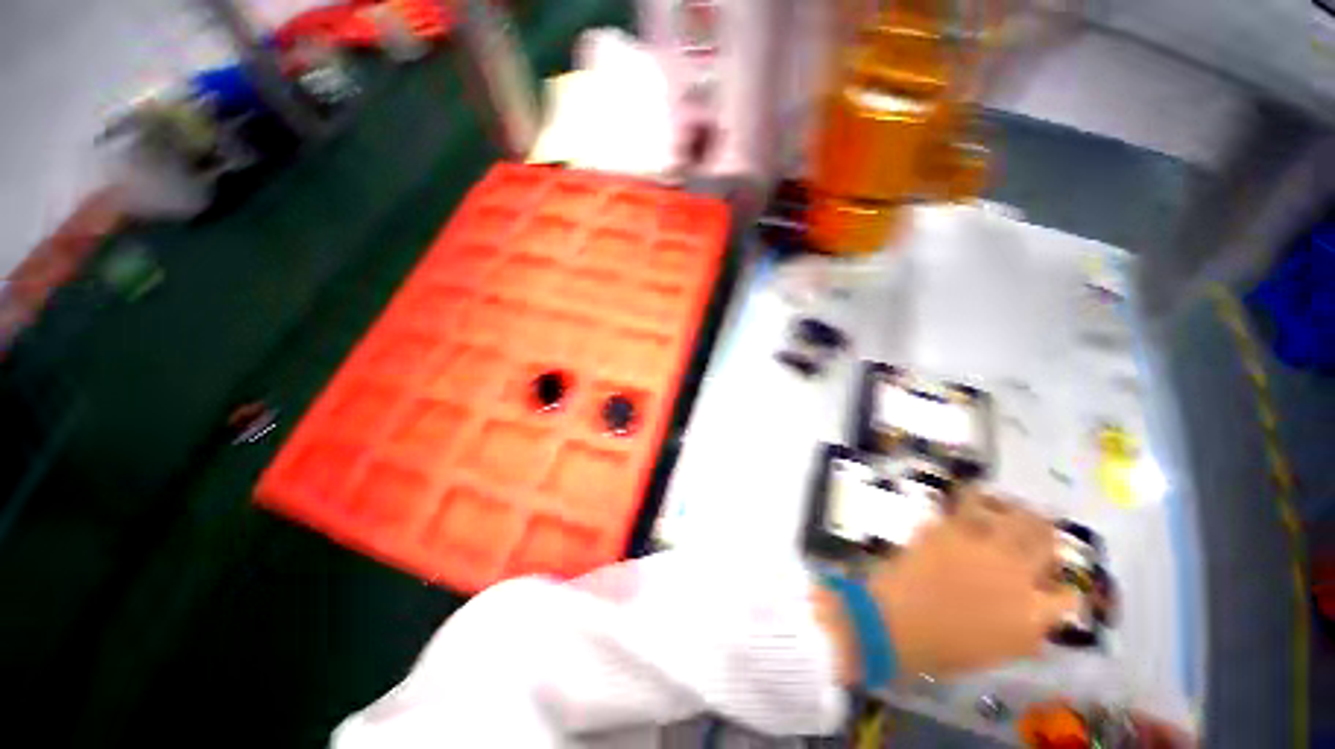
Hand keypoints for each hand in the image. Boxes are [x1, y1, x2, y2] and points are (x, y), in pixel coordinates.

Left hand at [872, 489, 1077, 677]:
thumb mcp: (999, 651)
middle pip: (1046, 542)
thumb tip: (1039, 613)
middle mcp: (1017, 573)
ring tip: (1013, 505)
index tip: (1057, 584)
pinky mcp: (948, 527)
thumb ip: (1026, 629)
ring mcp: (982, 545)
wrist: (897, 620)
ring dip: (1017, 510)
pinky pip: (968, 504)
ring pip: (1015, 515)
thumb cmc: (945, 648)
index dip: (1065, 590)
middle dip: (1047, 534)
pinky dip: (976, 498)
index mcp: (1034, 613)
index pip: (1068, 596)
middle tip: (1042, 527)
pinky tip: (977, 497)